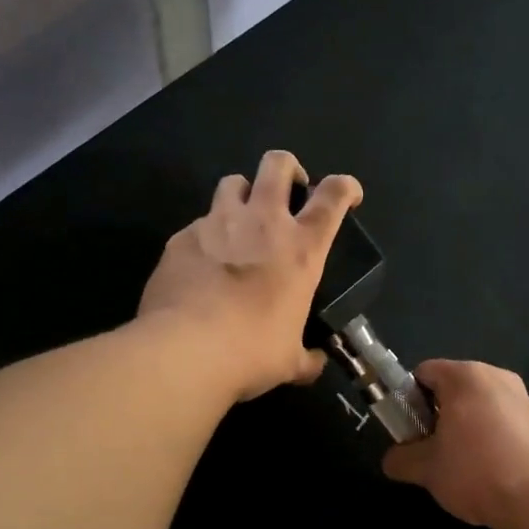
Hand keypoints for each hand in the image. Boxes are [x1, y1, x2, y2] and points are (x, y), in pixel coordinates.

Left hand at [138, 150, 362, 401]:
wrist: (185, 351)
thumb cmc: (252, 352)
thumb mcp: (290, 361)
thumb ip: (306, 357)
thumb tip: (315, 363)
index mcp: (301, 248)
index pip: (333, 196)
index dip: (345, 187)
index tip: (348, 194)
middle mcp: (262, 222)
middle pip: (278, 164)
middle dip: (287, 168)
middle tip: (288, 191)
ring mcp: (217, 224)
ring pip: (232, 182)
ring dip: (242, 194)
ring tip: (240, 221)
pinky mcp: (181, 237)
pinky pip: (198, 224)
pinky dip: (206, 236)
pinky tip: (201, 264)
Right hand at [382, 360, 528, 528]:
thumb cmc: (476, 471)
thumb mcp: (427, 469)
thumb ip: (401, 459)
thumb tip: (392, 460)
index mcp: (465, 376)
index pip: (423, 373)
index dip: (409, 400)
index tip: (409, 431)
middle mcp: (496, 376)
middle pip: (453, 388)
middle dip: (438, 415)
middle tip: (431, 449)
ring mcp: (522, 397)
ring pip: (479, 405)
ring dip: (464, 427)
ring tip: (461, 464)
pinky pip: (502, 420)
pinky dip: (490, 437)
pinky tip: (490, 469)